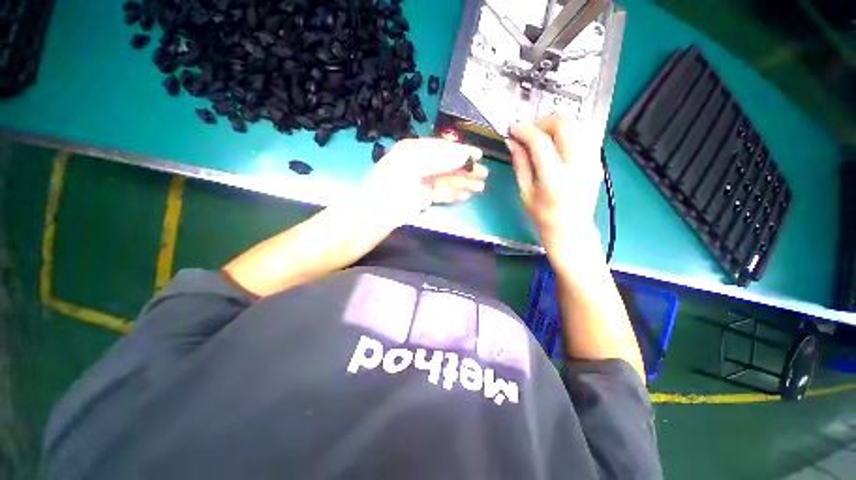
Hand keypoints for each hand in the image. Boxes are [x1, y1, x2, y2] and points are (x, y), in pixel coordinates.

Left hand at [360, 138, 489, 224]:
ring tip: (480, 188)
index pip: (442, 148)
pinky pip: (441, 194)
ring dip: (463, 184)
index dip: (461, 152)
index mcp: (413, 151)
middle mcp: (418, 165)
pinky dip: (453, 195)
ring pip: (446, 181)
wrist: (375, 214)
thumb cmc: (391, 184)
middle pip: (446, 166)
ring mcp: (420, 183)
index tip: (479, 156)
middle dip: (465, 170)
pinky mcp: (421, 199)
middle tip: (484, 175)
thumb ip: (440, 158)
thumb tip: (465, 154)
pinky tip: (465, 196)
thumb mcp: (414, 165)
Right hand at [506, 115, 602, 253]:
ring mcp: (592, 161)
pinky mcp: (597, 160)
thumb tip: (512, 142)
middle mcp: (578, 166)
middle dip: (543, 122)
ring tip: (542, 138)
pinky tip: (556, 145)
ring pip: (577, 124)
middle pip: (565, 124)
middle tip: (530, 133)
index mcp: (555, 180)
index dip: (524, 131)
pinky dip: (568, 133)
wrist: (572, 230)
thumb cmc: (543, 217)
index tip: (513, 129)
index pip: (541, 142)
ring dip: (556, 126)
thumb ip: (520, 164)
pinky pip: (584, 134)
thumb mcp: (525, 193)